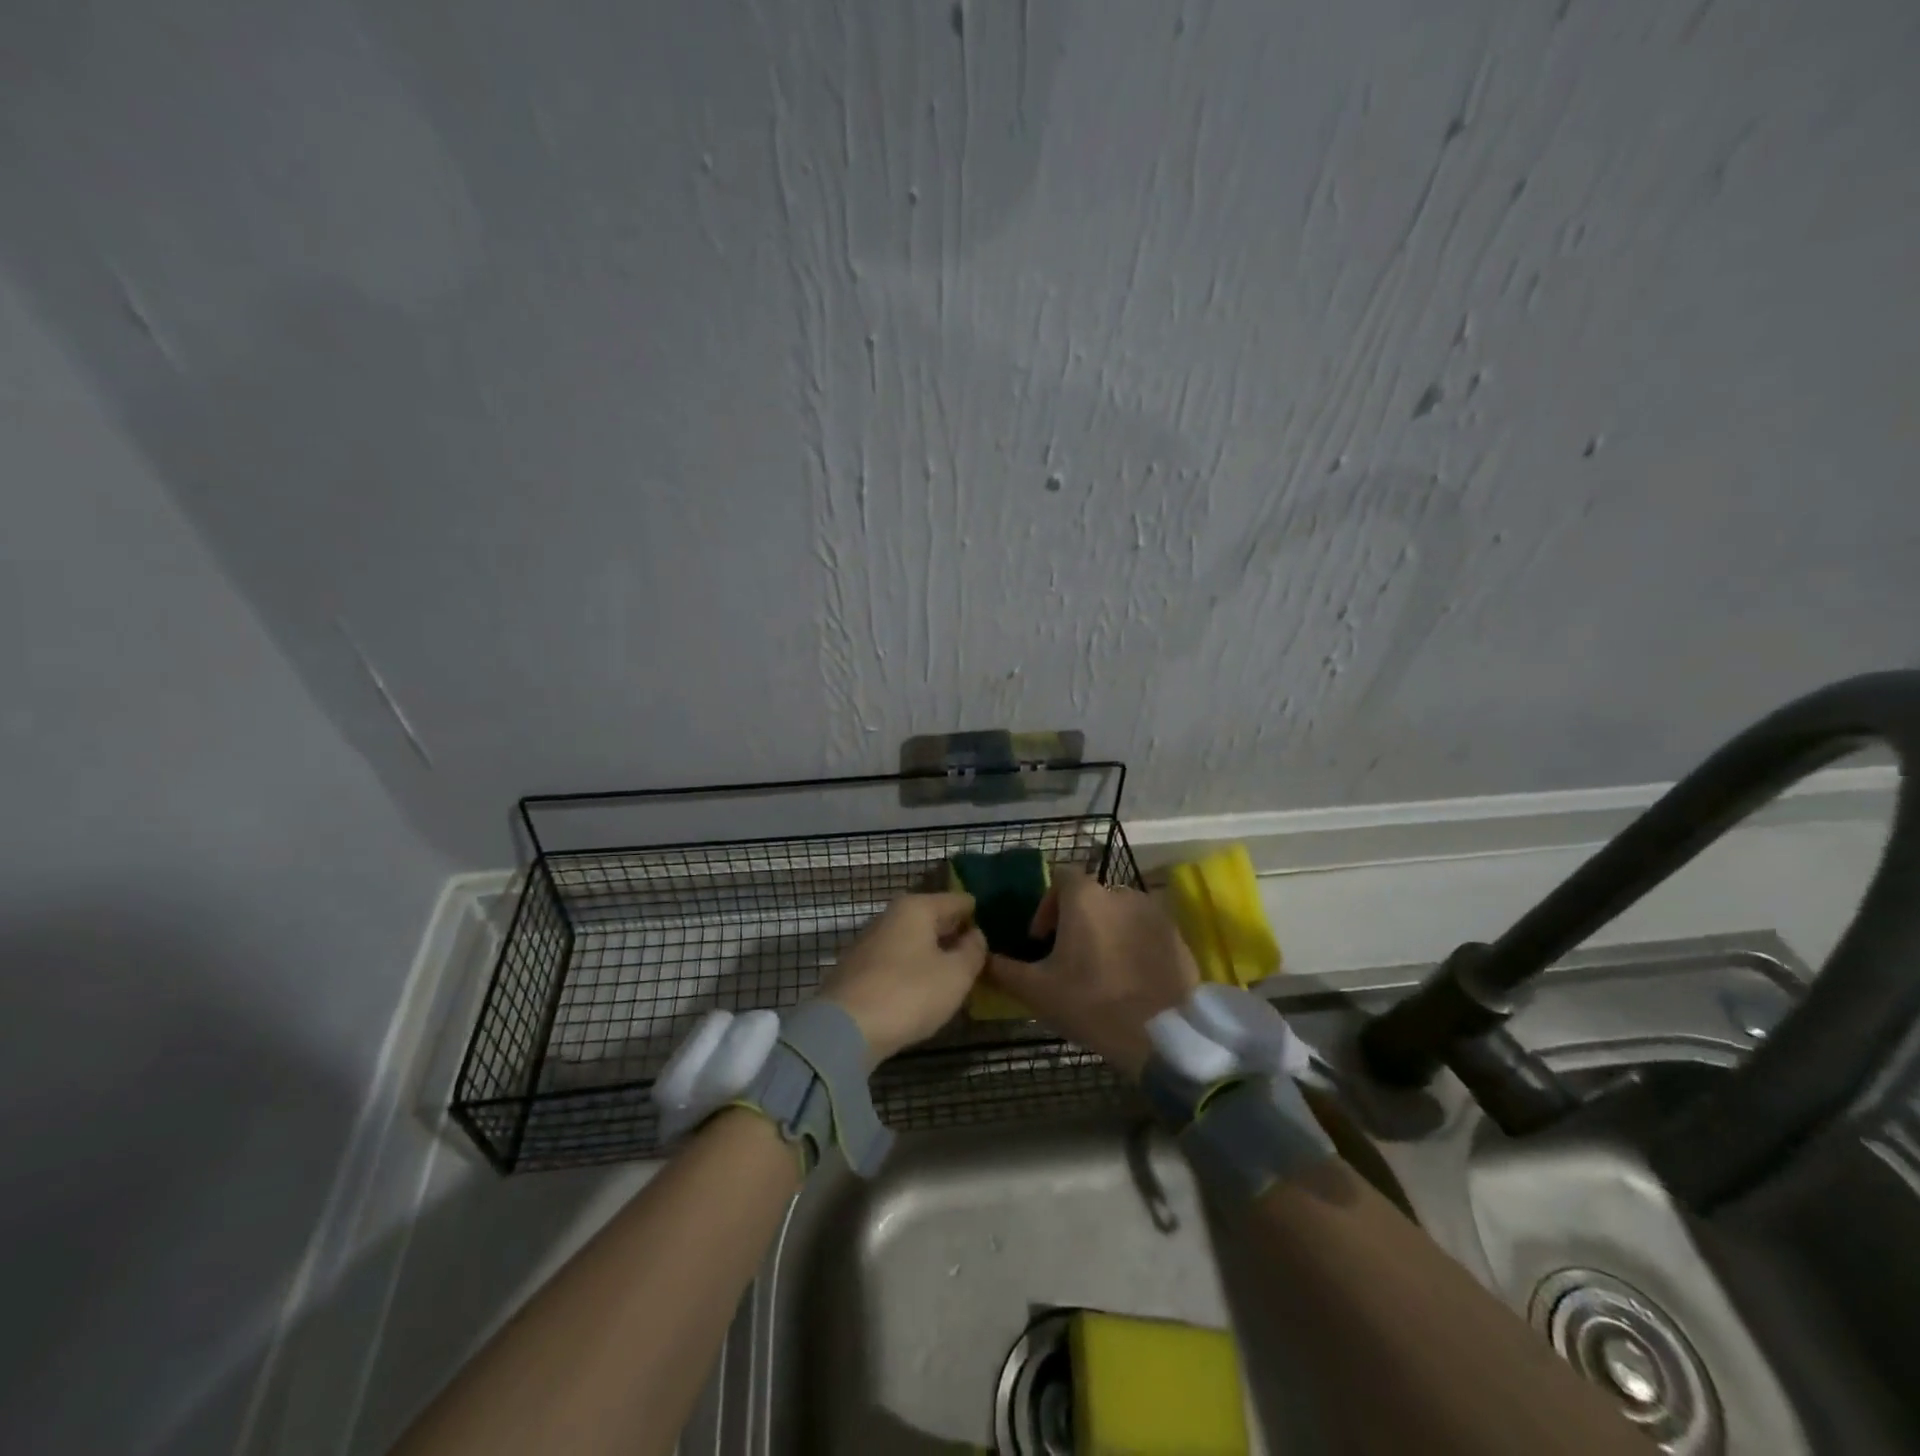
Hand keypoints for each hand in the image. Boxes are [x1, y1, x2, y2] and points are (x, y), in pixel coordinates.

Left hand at [819, 892, 987, 1064]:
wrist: (845, 1029)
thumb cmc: (909, 993)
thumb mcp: (956, 974)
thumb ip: (973, 951)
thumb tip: (975, 935)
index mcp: (917, 907)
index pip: (959, 901)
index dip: (979, 916)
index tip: (996, 935)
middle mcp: (891, 915)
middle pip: (934, 919)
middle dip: (956, 935)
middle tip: (981, 958)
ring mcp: (871, 941)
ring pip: (914, 941)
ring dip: (934, 954)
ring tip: (957, 977)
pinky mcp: (858, 968)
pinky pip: (898, 961)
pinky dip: (914, 970)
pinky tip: (925, 990)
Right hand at [984, 869, 1197, 1077]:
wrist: (1162, 1035)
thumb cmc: (1092, 1004)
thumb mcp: (1036, 991)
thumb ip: (1002, 970)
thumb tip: (981, 959)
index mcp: (1085, 897)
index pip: (1060, 876)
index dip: (1046, 904)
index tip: (1040, 939)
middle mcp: (1121, 893)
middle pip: (1090, 896)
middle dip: (1076, 920)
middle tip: (1068, 958)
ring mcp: (1154, 912)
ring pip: (1120, 912)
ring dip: (1106, 930)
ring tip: (1100, 968)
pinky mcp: (1176, 935)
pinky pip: (1146, 930)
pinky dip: (1133, 944)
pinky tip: (1130, 978)